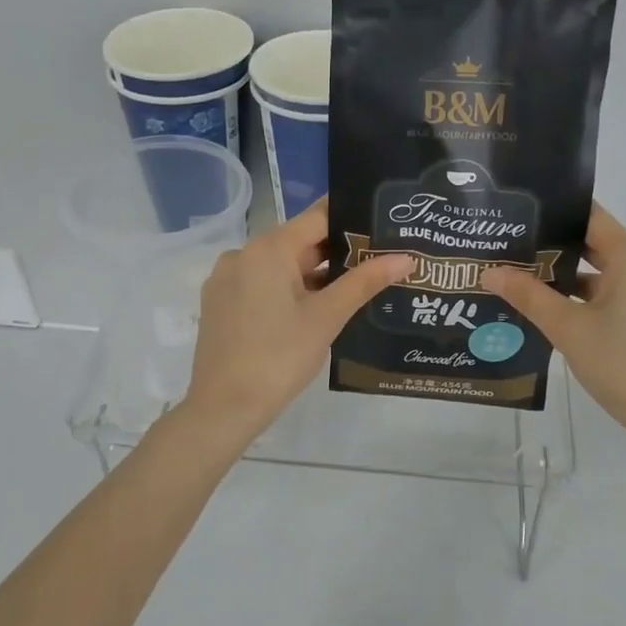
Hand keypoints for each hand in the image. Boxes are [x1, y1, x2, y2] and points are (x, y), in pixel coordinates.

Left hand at [182, 200, 413, 440]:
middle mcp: (242, 254)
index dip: (351, 219)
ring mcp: (227, 279)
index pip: (317, 217)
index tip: (382, 224)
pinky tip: (314, 309)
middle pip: (298, 242)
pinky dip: (288, 290)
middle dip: (337, 252)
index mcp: (268, 249)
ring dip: (313, 274)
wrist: (223, 408)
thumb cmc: (279, 357)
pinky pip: (261, 284)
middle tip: (378, 259)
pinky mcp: (220, 304)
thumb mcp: (327, 317)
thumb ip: (365, 282)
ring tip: (354, 286)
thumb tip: (405, 257)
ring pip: (280, 266)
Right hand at [482, 204, 625, 453]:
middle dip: (555, 252)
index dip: (553, 215)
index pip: (589, 217)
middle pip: (598, 245)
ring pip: (611, 275)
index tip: (518, 220)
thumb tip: (490, 272)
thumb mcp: (568, 330)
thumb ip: (528, 296)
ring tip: (530, 288)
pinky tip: (565, 317)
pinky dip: (597, 300)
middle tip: (512, 256)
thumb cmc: (625, 365)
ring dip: (574, 281)